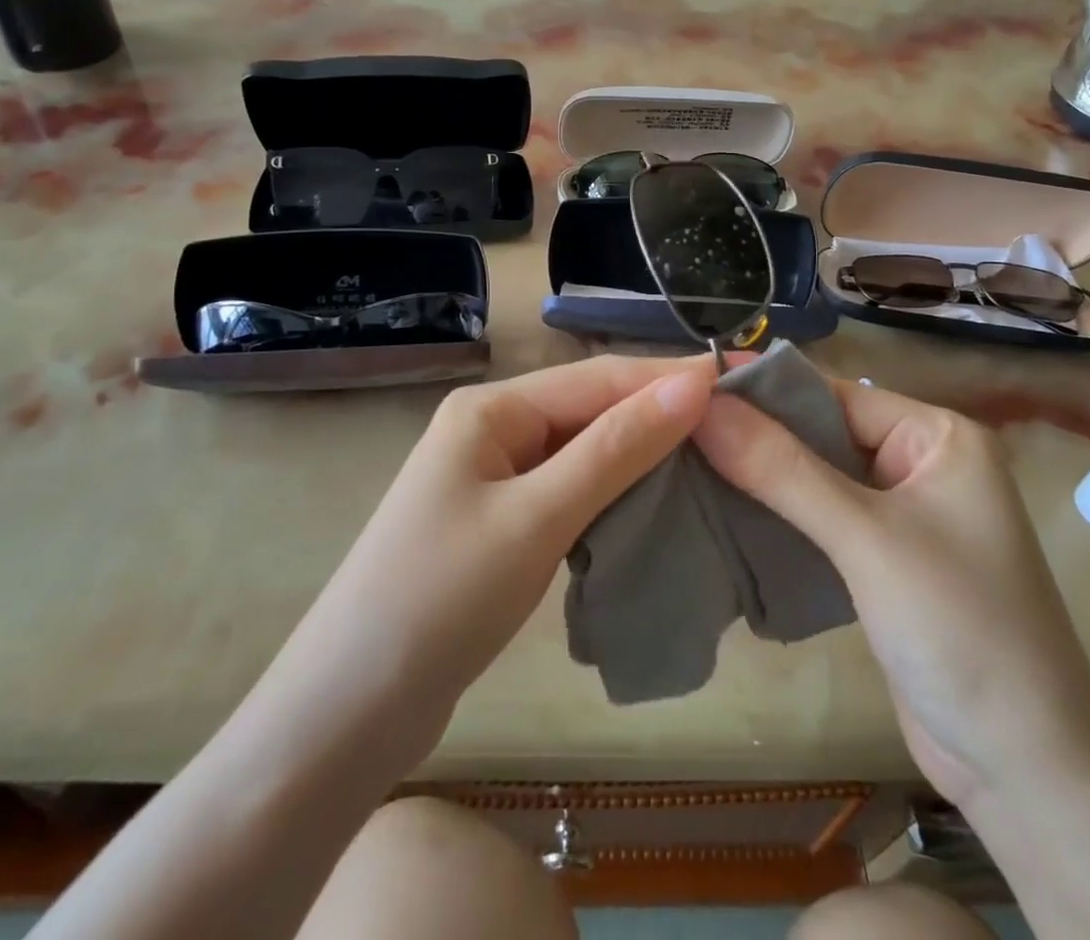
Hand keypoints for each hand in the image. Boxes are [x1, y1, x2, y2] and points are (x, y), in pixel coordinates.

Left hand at [272, 355, 715, 773]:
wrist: (349, 711)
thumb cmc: (441, 598)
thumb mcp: (538, 516)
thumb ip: (616, 448)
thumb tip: (693, 383)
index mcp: (492, 408)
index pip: (598, 379)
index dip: (669, 378)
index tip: (740, 379)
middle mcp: (493, 429)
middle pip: (591, 410)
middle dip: (659, 415)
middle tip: (740, 426)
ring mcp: (495, 477)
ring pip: (585, 452)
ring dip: (641, 456)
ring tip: (714, 459)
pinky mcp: (501, 522)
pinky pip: (570, 490)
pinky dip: (613, 494)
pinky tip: (655, 503)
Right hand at [693, 380, 1089, 804]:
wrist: (1027, 773)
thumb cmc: (961, 630)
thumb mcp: (866, 539)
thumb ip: (782, 469)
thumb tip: (702, 405)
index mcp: (937, 436)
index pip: (833, 394)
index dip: (761, 392)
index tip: (685, 389)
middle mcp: (922, 463)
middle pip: (821, 433)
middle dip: (755, 436)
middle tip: (673, 430)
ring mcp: (903, 515)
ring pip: (815, 477)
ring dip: (760, 477)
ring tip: (683, 465)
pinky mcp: (883, 560)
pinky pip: (821, 519)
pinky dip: (778, 516)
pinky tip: (723, 512)